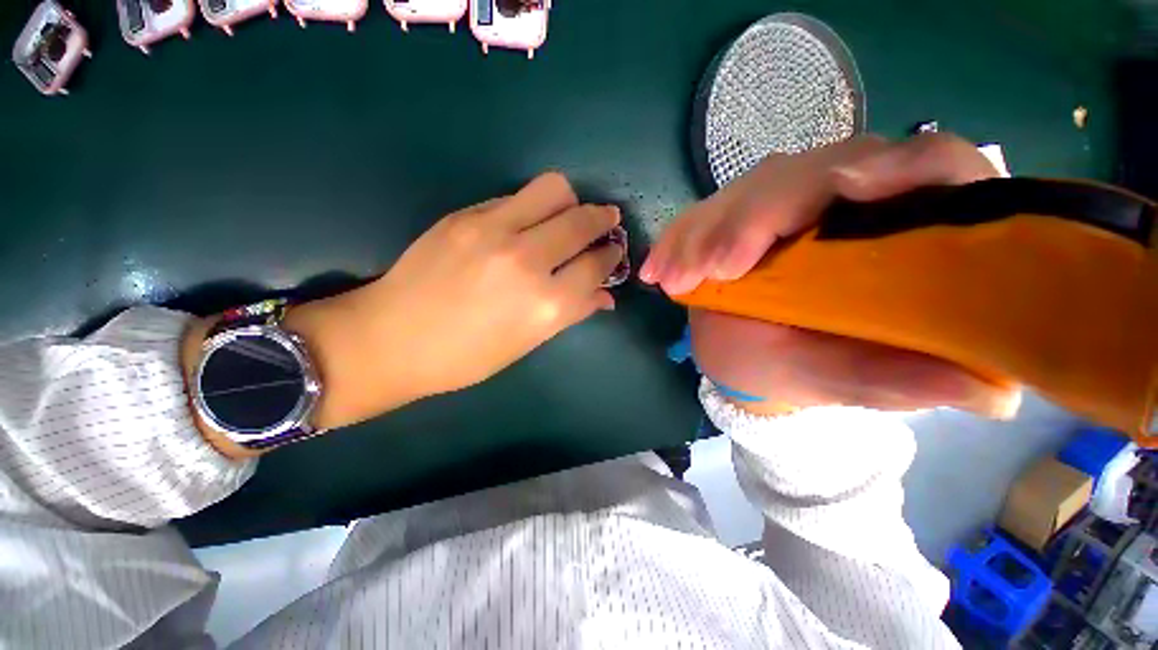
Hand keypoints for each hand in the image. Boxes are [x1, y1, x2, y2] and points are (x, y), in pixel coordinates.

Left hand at [283, 172, 622, 429]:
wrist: (392, 338)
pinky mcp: (466, 216)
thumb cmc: (466, 356)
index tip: (613, 251)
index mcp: (546, 304)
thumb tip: (605, 296)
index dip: (610, 256)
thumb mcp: (527, 343)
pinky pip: (516, 196)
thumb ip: (572, 313)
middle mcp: (527, 261)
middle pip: (583, 221)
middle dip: (603, 219)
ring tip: (568, 215)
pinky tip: (528, 223)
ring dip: (571, 201)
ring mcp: (494, 231)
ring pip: (554, 189)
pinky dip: (533, 206)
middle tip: (606, 221)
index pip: (596, 266)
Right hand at [643, 134, 1019, 416]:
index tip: (845, 190)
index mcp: (897, 230)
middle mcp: (841, 203)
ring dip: (705, 231)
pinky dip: (678, 240)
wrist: (750, 361)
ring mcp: (780, 207)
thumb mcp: (852, 378)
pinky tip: (658, 271)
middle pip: (811, 171)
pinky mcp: (734, 218)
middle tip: (712, 269)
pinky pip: (702, 216)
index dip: (898, 165)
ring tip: (675, 278)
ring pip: (747, 191)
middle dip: (756, 216)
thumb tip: (994, 393)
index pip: (927, 166)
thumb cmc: (806, 368)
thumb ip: (906, 380)